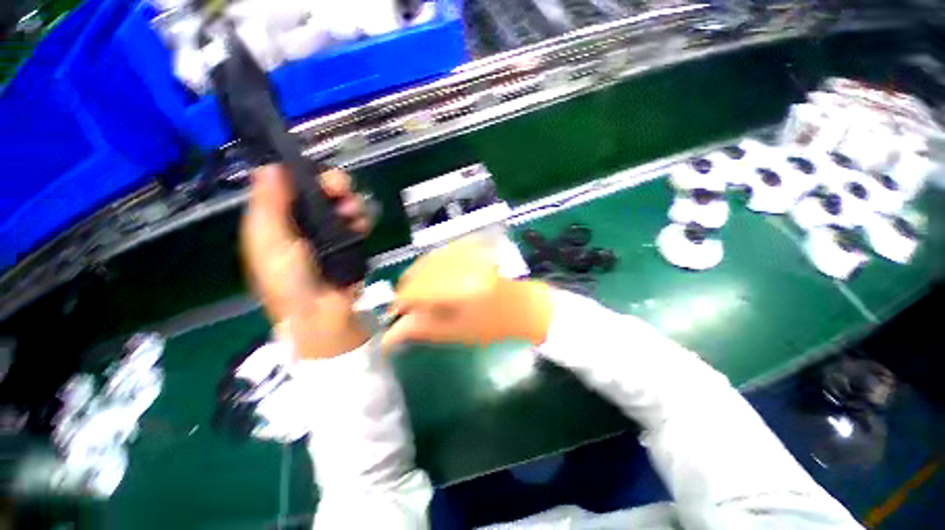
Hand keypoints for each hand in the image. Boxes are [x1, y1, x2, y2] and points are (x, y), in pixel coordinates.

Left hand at [242, 164, 370, 358]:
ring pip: (342, 203)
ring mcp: (330, 233)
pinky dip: (362, 219)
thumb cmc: (289, 281)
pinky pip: (358, 221)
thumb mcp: (270, 243)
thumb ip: (269, 205)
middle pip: (320, 191)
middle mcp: (304, 223)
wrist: (324, 314)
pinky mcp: (351, 242)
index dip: (301, 173)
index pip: (288, 185)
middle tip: (340, 189)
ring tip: (353, 213)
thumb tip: (269, 166)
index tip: (314, 170)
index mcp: (277, 220)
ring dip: (350, 202)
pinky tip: (361, 224)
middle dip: (332, 185)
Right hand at [381, 235, 555, 350]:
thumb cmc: (493, 326)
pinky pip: (441, 253)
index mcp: (462, 289)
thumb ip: (421, 329)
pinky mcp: (473, 247)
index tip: (395, 316)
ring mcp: (469, 252)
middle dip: (407, 290)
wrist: (522, 306)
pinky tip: (434, 279)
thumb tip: (389, 334)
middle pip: (419, 271)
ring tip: (421, 295)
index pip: (416, 290)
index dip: (400, 303)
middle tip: (408, 308)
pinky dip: (431, 266)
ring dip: (418, 278)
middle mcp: (464, 265)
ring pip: (428, 260)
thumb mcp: (456, 333)